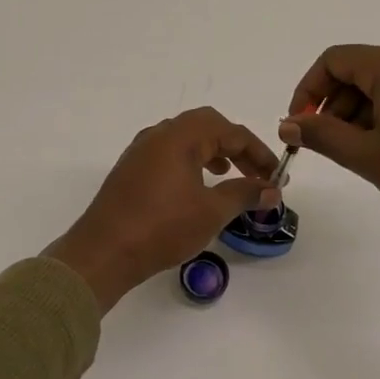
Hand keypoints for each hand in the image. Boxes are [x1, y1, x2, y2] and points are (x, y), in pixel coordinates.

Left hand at [44, 108, 280, 312]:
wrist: (103, 252)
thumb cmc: (162, 227)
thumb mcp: (211, 211)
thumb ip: (244, 194)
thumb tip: (271, 189)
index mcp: (180, 136)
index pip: (230, 132)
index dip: (258, 152)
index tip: (276, 175)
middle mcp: (158, 134)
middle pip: (206, 126)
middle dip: (235, 146)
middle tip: (254, 171)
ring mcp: (140, 151)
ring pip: (184, 138)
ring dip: (212, 152)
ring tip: (228, 174)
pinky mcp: (130, 170)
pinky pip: (167, 153)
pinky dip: (190, 161)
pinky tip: (195, 187)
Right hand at [278, 45, 379, 227]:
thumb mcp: (367, 156)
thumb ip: (321, 135)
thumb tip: (288, 124)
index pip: (334, 60)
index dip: (309, 90)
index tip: (301, 124)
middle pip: (360, 69)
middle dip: (336, 104)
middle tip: (330, 143)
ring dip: (362, 110)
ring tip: (364, 151)